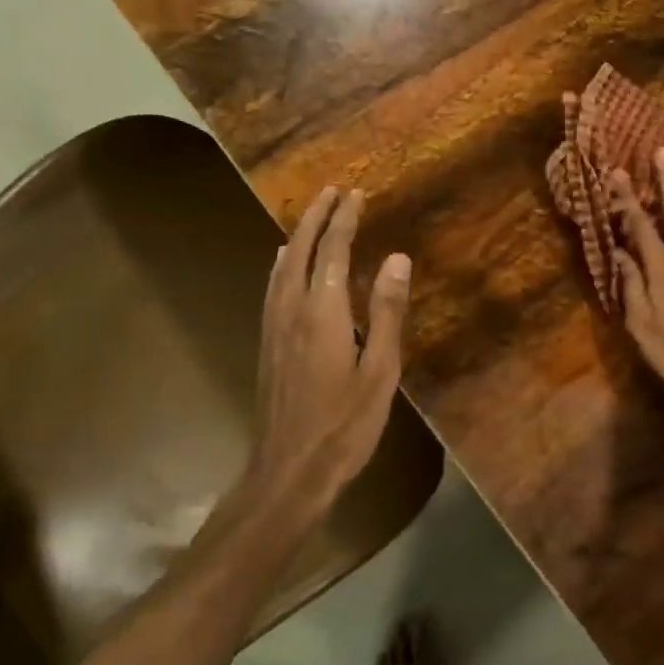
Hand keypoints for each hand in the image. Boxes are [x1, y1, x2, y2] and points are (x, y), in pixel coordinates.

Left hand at [249, 186, 410, 524]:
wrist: (287, 473)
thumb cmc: (344, 425)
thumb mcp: (380, 371)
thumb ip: (386, 312)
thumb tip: (396, 258)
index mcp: (322, 312)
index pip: (332, 250)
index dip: (344, 219)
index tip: (355, 193)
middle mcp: (291, 309)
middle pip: (298, 249)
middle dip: (315, 216)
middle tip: (332, 191)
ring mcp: (273, 327)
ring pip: (281, 266)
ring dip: (297, 235)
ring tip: (312, 217)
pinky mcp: (267, 344)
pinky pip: (273, 286)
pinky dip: (284, 262)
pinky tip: (284, 265)